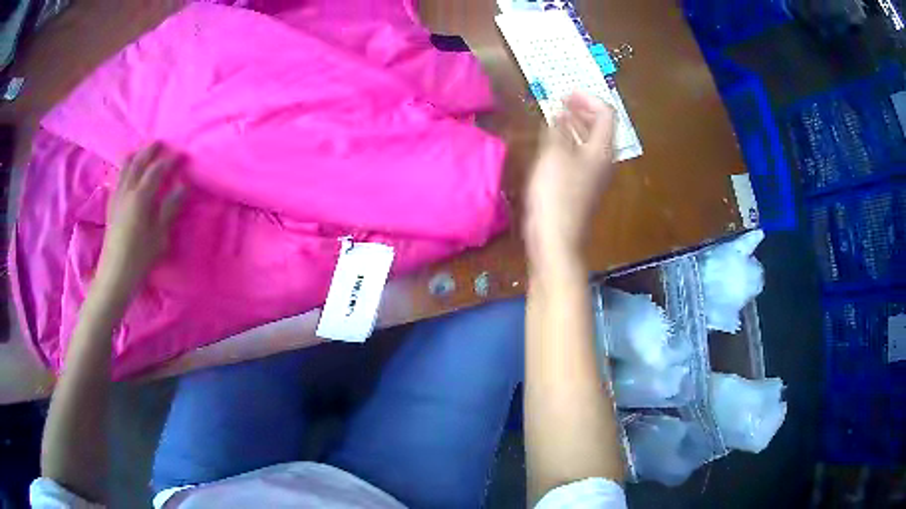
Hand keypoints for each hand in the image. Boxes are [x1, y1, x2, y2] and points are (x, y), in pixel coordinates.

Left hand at [95, 143, 185, 297]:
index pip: (157, 170)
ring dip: (134, 157)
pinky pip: (117, 180)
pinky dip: (123, 170)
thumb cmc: (139, 258)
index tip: (182, 155)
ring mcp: (116, 198)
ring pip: (124, 168)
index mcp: (140, 197)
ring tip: (141, 151)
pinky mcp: (110, 207)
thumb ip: (170, 209)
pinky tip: (125, 173)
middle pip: (138, 163)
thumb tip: (183, 187)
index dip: (170, 161)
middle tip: (160, 143)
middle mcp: (126, 192)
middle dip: (150, 151)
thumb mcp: (159, 236)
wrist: (114, 276)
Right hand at [523, 92, 616, 267]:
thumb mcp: (554, 155)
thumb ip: (558, 129)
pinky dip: (569, 142)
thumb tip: (561, 113)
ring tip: (556, 116)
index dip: (588, 99)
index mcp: (602, 149)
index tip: (566, 93)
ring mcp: (594, 175)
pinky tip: (553, 143)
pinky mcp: (582, 186)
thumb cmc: (556, 194)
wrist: (556, 238)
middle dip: (583, 109)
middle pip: (601, 127)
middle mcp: (603, 160)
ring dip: (575, 124)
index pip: (606, 113)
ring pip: (590, 141)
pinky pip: (580, 155)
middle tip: (562, 101)